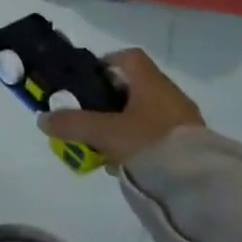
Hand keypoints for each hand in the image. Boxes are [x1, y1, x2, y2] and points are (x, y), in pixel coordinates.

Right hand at [38, 47, 203, 165]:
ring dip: (123, 124)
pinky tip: (125, 162)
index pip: (128, 57)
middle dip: (109, 100)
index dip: (105, 63)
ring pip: (144, 113)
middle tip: (89, 117)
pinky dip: (139, 143)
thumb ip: (73, 124)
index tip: (86, 81)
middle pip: (134, 87)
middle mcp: (169, 94)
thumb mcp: (105, 132)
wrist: (199, 184)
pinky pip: (157, 135)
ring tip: (103, 145)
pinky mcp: (189, 146)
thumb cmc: (150, 142)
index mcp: (151, 81)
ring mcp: (182, 120)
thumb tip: (42, 119)